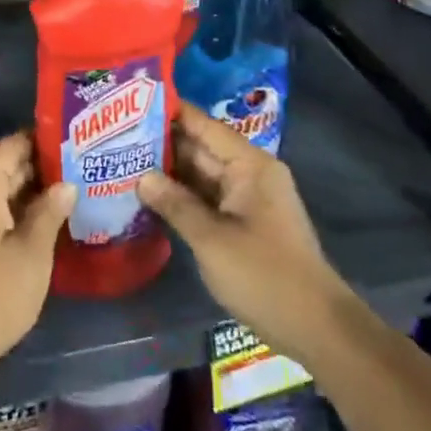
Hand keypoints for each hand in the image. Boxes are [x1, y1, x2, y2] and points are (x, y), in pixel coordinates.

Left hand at [0, 133, 74, 380]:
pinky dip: (12, 210)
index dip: (43, 141)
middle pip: (3, 165)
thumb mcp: (32, 253)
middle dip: (39, 167)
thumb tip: (66, 184)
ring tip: (67, 191)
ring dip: (27, 191)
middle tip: (78, 166)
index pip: (13, 145)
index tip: (73, 141)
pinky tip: (40, 221)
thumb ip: (49, 212)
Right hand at [138, 102, 346, 361]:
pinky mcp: (244, 222)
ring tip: (122, 160)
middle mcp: (250, 173)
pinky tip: (149, 195)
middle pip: (200, 148)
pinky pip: (208, 197)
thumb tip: (140, 176)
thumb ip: (174, 204)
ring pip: (201, 174)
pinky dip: (182, 195)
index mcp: (249, 165)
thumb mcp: (211, 240)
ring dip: (168, 171)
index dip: (169, 112)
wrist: (317, 330)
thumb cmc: (264, 276)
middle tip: (114, 135)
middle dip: (160, 143)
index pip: (203, 125)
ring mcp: (248, 199)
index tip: (131, 101)